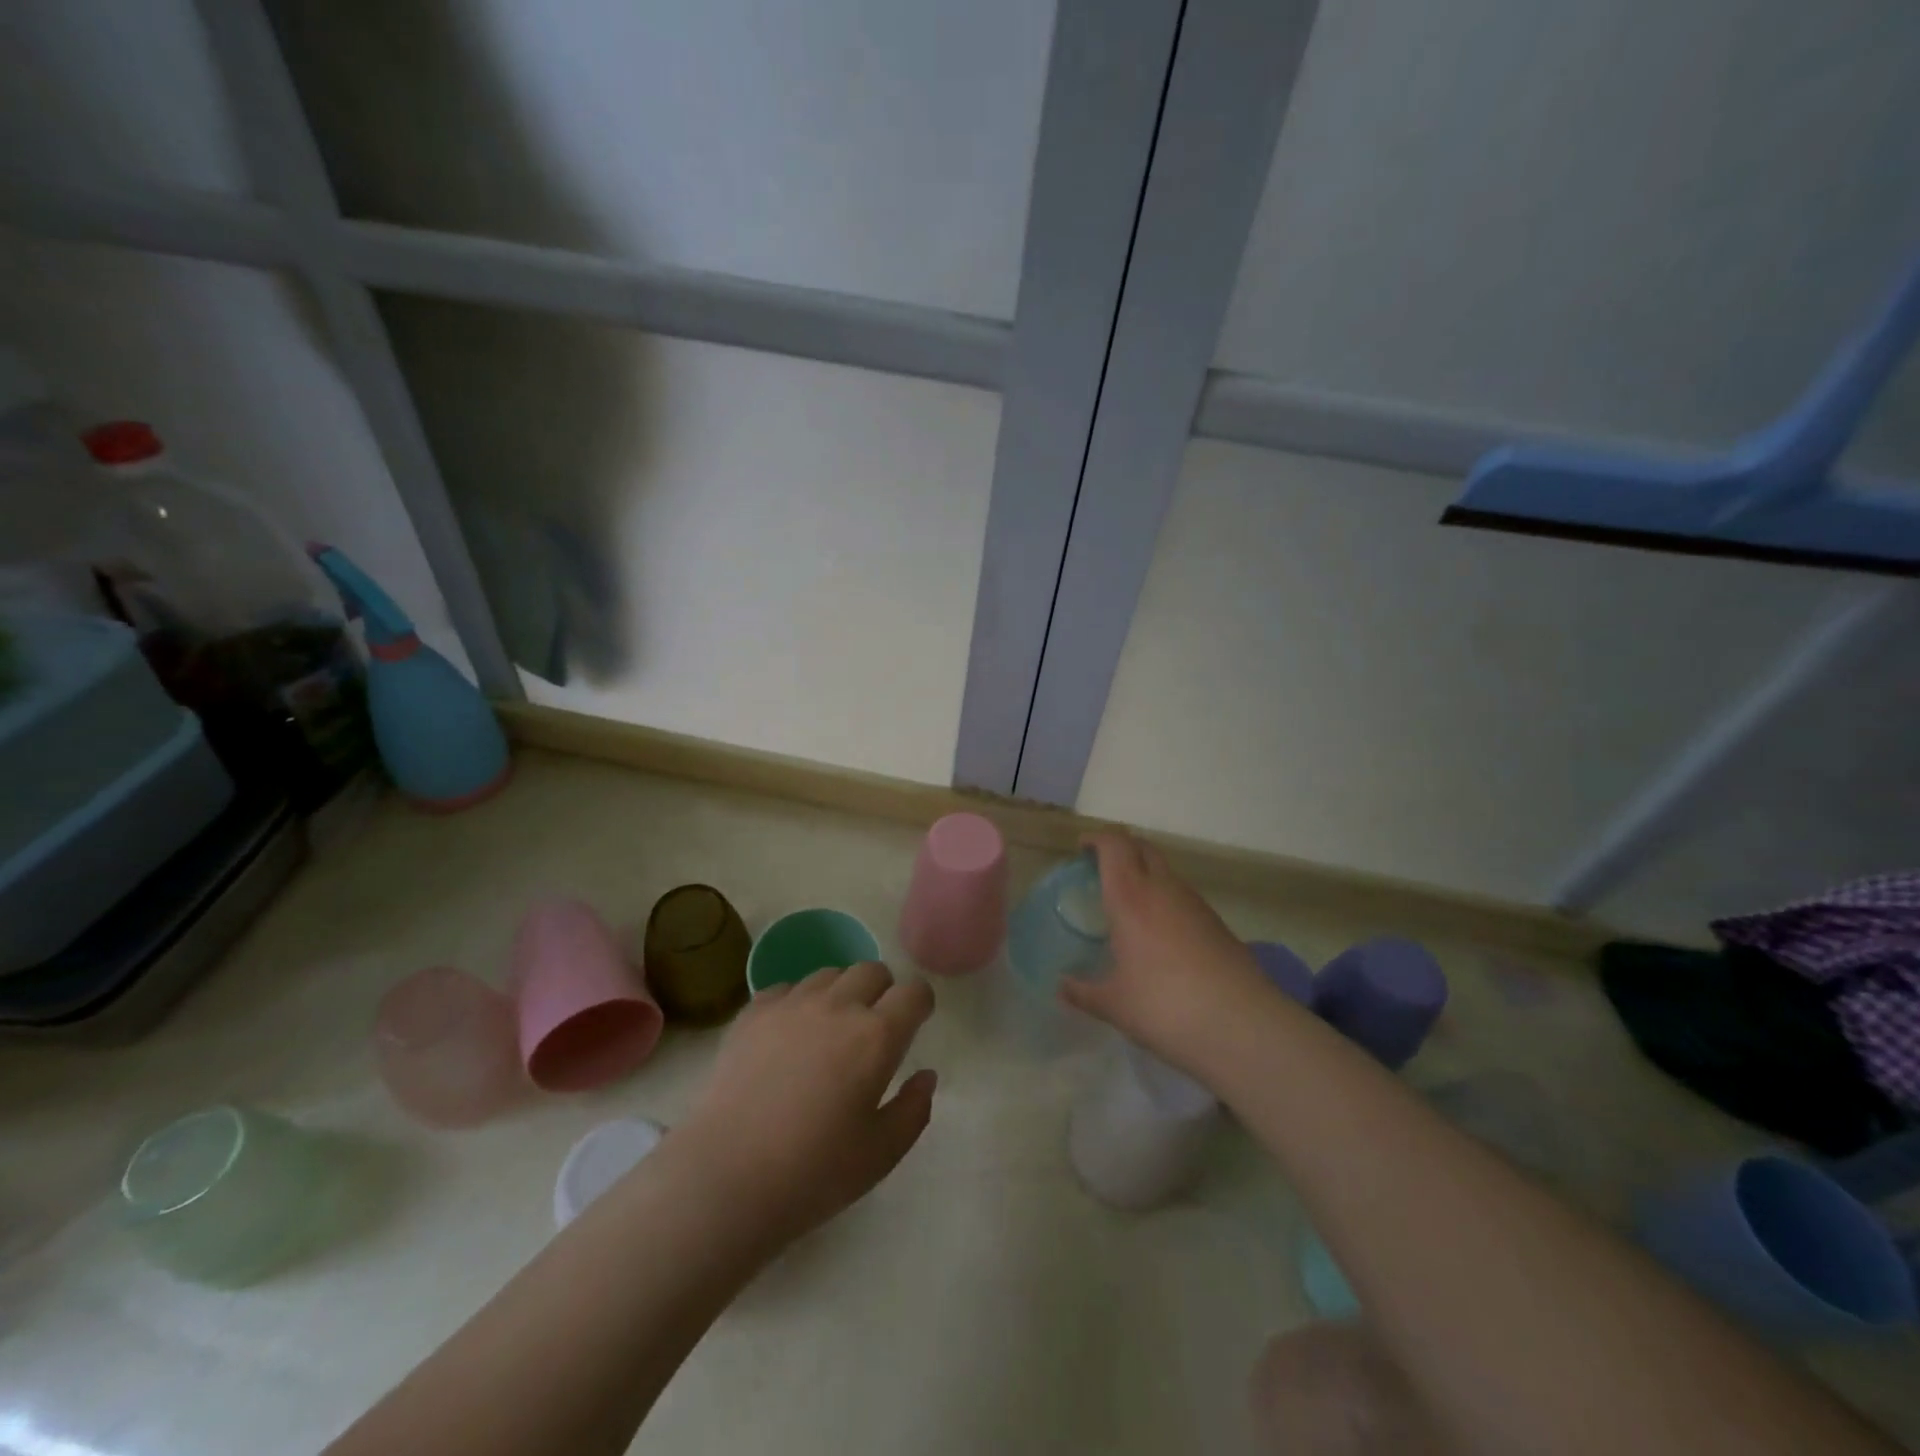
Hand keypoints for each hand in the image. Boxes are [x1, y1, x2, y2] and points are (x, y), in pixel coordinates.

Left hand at [680, 962, 935, 1247]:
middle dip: (882, 991)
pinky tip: (788, 1036)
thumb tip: (925, 1076)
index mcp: (876, 1036)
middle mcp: (838, 1006)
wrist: (725, 1178)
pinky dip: (797, 1003)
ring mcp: (791, 1004)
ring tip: (829, 1030)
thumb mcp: (881, 1154)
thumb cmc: (813, 1173)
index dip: (920, 1003)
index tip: (915, 1022)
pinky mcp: (753, 1012)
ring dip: (840, 993)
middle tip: (873, 1028)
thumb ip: (913, 1110)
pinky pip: (786, 988)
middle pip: (872, 970)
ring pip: (829, 974)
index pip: (914, 992)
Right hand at [1061, 831, 1271, 1071]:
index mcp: (1131, 897)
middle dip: (1121, 849)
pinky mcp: (1217, 924)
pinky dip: (1166, 901)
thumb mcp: (1115, 1005)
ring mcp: (1195, 904)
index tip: (1081, 849)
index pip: (1114, 844)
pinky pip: (1183, 898)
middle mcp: (1163, 889)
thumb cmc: (1165, 1007)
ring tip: (1129, 907)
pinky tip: (1159, 937)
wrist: (1242, 1025)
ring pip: (1166, 872)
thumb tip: (1061, 987)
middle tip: (1102, 870)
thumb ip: (1083, 992)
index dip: (1097, 839)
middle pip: (1142, 847)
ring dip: (1145, 875)